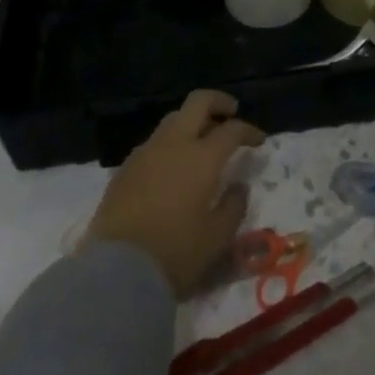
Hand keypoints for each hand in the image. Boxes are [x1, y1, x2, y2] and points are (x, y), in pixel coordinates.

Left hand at [85, 89, 264, 297]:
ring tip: (201, 140)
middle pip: (198, 102)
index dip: (249, 131)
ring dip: (192, 121)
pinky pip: (154, 142)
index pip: (231, 130)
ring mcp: (146, 152)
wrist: (115, 272)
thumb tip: (239, 187)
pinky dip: (170, 143)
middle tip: (231, 112)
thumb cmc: (174, 255)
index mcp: (202, 158)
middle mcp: (174, 144)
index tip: (259, 140)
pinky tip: (171, 166)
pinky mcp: (125, 167)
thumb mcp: (216, 240)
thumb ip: (233, 208)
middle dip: (218, 102)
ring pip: (173, 119)